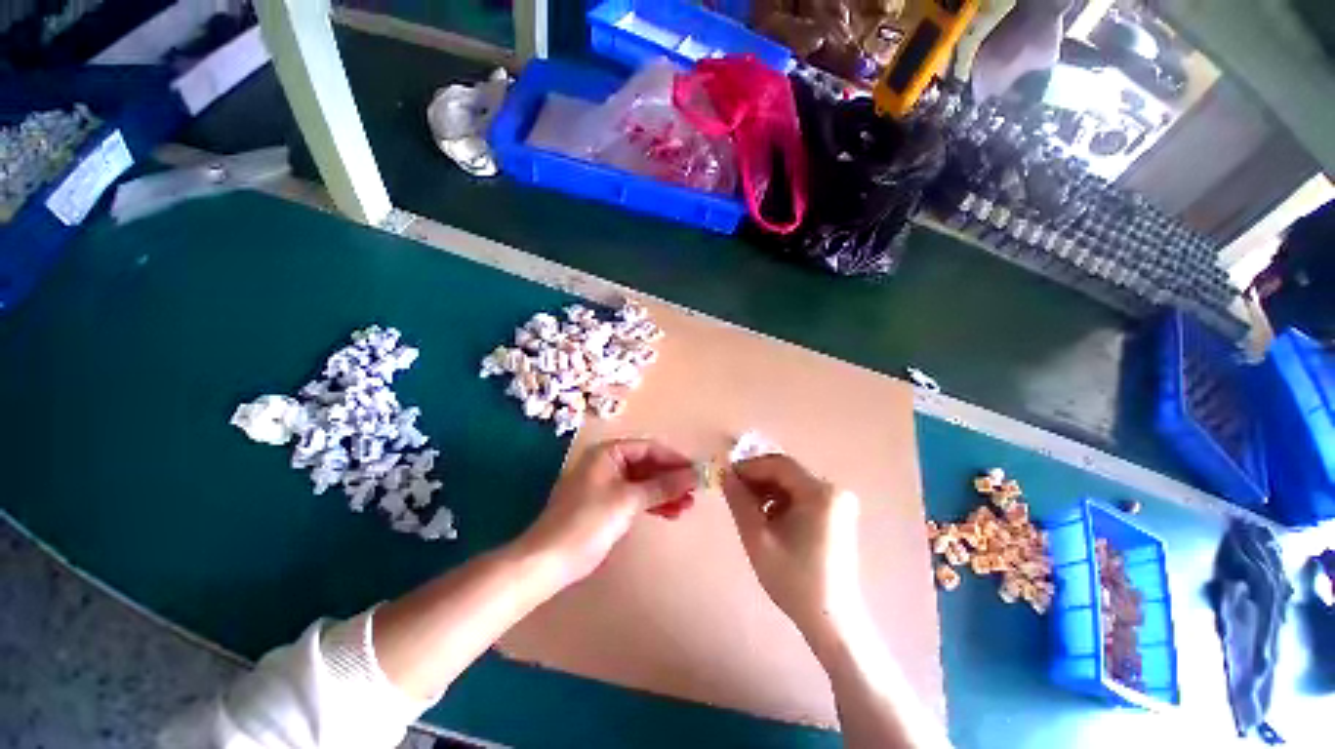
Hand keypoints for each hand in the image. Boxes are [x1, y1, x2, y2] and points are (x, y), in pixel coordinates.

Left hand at [518, 439, 697, 586]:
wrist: (550, 559)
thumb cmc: (588, 521)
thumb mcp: (628, 500)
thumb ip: (662, 486)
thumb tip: (693, 475)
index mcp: (608, 452)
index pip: (649, 448)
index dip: (673, 459)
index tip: (695, 471)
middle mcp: (608, 463)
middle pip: (647, 464)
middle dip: (671, 478)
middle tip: (694, 492)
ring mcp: (607, 484)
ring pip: (643, 482)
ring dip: (665, 492)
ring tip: (687, 506)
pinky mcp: (606, 504)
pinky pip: (636, 497)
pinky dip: (652, 503)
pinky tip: (670, 513)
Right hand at [723, 455, 865, 641]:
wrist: (832, 620)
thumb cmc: (794, 580)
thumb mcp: (757, 538)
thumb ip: (738, 501)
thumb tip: (725, 474)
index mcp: (819, 493)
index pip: (778, 464)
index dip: (749, 467)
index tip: (727, 476)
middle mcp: (833, 490)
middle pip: (787, 472)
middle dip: (757, 479)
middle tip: (733, 491)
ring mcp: (837, 502)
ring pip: (792, 483)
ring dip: (768, 490)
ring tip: (747, 507)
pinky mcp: (836, 514)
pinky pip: (802, 496)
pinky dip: (781, 501)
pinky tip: (767, 518)